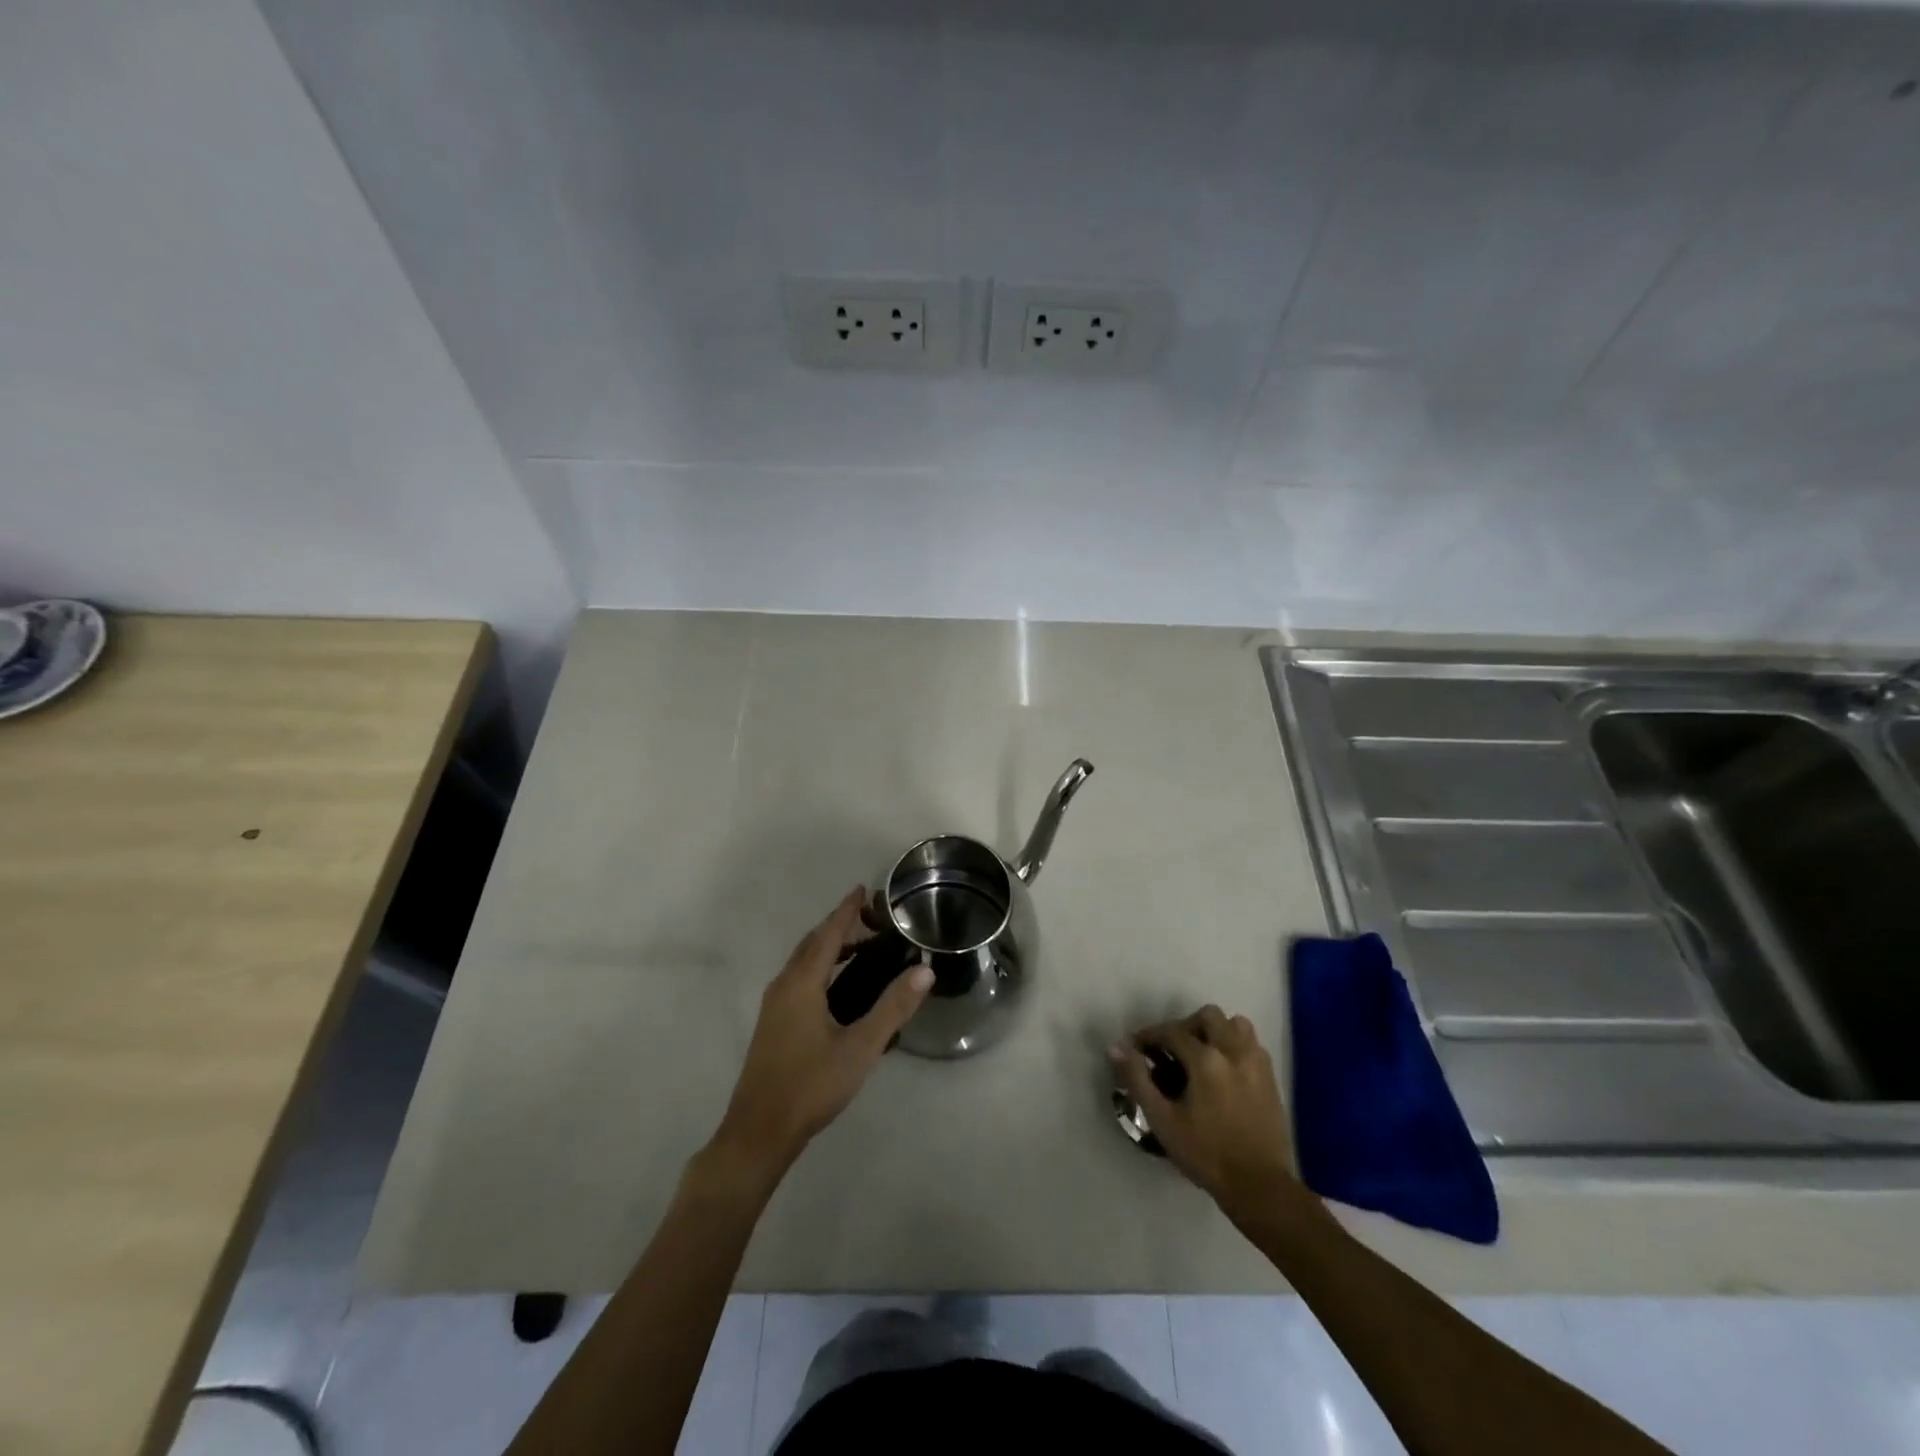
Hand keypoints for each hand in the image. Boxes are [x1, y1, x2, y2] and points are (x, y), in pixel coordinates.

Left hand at [705, 887, 932, 1188]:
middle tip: (872, 919)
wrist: (759, 1131)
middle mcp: (784, 985)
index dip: (847, 910)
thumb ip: (893, 1008)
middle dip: (840, 925)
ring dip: (830, 947)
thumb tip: (924, 971)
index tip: (864, 889)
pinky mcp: (773, 1022)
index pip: (829, 934)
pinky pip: (799, 978)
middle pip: (813, 943)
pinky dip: (821, 967)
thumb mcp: (860, 1047)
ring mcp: (775, 1005)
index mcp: (802, 983)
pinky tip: (839, 987)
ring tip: (863, 949)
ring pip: (804, 962)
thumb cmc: (811, 1085)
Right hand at [1113, 1006, 1300, 1218]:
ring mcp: (1257, 1063)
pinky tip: (1225, 1070)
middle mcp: (1233, 1051)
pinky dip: (1235, 1046)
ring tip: (1202, 1054)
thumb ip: (1137, 1078)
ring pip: (1236, 1024)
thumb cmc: (1205, 1154)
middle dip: (1186, 1026)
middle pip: (1208, 1016)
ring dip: (1216, 1031)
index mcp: (1206, 1060)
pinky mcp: (1271, 1078)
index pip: (1172, 1031)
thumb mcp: (1162, 1119)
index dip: (1150, 1035)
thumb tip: (1116, 1046)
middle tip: (1172, 1050)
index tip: (1137, 1047)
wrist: (1259, 1186)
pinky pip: (1252, 1044)